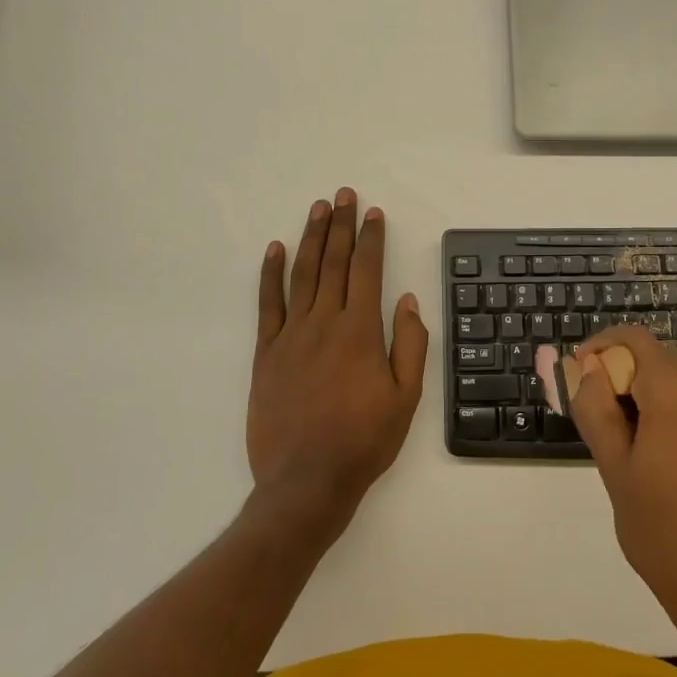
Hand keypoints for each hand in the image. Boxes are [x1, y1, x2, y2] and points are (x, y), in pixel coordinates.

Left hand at [248, 188, 429, 529]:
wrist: (306, 481)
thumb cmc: (364, 441)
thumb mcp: (406, 398)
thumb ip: (410, 345)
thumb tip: (408, 300)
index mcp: (361, 332)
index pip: (367, 271)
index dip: (371, 239)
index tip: (373, 213)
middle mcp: (324, 323)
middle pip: (333, 263)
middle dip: (341, 226)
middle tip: (344, 195)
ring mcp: (290, 336)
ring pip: (302, 275)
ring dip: (311, 238)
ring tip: (318, 209)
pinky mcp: (265, 354)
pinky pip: (267, 305)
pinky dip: (270, 274)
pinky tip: (275, 250)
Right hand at [569, 327, 676, 656]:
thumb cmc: (667, 532)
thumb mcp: (615, 468)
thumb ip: (594, 407)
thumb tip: (586, 368)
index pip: (629, 339)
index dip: (596, 352)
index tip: (574, 381)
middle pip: (652, 357)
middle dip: (620, 379)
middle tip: (597, 426)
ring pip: (674, 377)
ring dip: (645, 395)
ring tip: (627, 447)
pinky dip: (672, 407)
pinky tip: (662, 454)